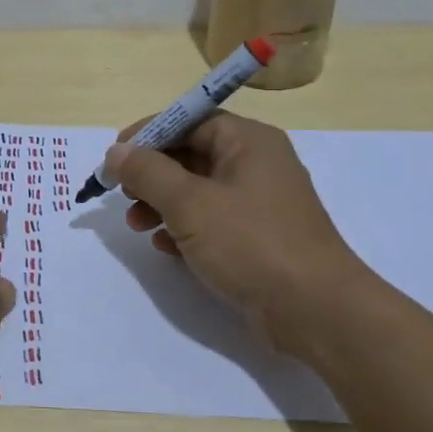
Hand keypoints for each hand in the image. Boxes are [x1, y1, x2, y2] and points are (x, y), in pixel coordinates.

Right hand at [106, 112, 377, 360]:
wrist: (316, 311)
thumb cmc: (251, 243)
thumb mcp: (190, 203)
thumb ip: (147, 172)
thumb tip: (116, 151)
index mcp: (248, 141)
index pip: (190, 120)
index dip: (149, 134)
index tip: (115, 157)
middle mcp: (256, 164)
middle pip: (191, 154)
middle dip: (151, 174)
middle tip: (123, 194)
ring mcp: (259, 203)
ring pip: (197, 190)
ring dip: (161, 203)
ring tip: (136, 225)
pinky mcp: (257, 237)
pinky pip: (211, 220)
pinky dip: (183, 228)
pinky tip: (165, 247)